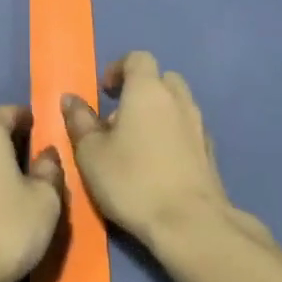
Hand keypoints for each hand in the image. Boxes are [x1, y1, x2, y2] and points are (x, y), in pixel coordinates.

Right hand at [61, 52, 232, 249]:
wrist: (190, 223)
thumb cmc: (133, 180)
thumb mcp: (91, 153)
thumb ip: (79, 121)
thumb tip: (70, 99)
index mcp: (147, 90)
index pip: (138, 58)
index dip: (119, 69)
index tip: (105, 91)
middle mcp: (178, 99)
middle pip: (162, 78)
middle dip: (141, 90)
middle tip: (120, 117)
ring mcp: (199, 125)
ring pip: (177, 104)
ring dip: (158, 113)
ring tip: (137, 143)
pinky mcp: (210, 152)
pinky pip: (188, 129)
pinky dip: (173, 135)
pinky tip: (159, 163)